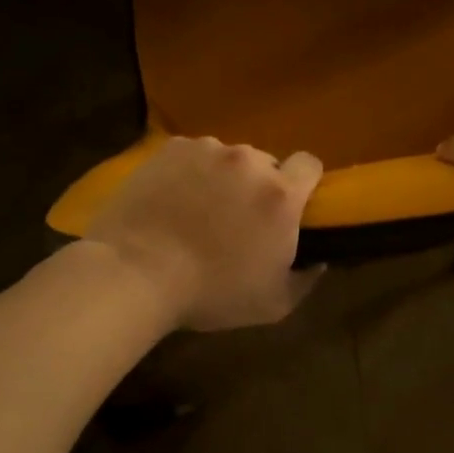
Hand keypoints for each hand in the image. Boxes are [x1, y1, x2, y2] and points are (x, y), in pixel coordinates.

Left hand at [85, 137, 323, 330]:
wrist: (135, 273)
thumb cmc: (211, 293)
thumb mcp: (274, 304)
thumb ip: (306, 278)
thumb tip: (319, 260)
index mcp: (281, 195)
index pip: (310, 164)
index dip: (305, 182)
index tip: (292, 205)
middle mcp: (249, 161)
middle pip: (266, 163)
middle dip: (259, 185)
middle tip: (238, 217)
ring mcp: (208, 150)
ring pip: (228, 158)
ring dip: (223, 177)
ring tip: (198, 208)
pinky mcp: (171, 149)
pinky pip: (192, 155)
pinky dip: (189, 171)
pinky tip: (172, 198)